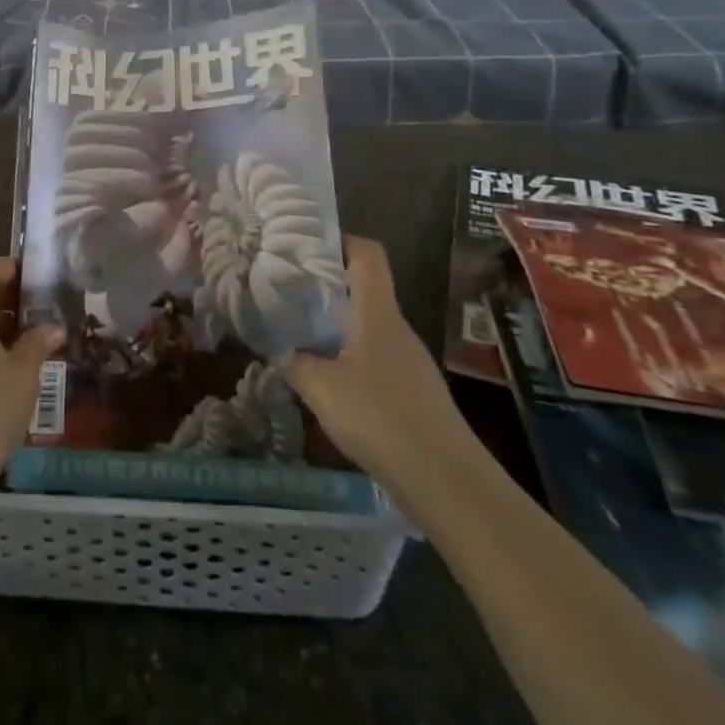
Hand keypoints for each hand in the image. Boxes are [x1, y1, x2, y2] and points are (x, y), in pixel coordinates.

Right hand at [282, 236, 478, 505]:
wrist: (447, 483)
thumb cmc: (380, 418)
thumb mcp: (320, 387)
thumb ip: (293, 361)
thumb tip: (277, 347)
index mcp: (377, 313)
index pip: (367, 254)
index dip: (339, 241)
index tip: (303, 246)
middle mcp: (397, 328)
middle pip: (364, 289)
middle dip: (325, 286)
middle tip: (285, 291)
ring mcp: (409, 361)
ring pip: (367, 326)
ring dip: (335, 325)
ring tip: (298, 334)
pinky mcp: (414, 392)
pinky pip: (375, 357)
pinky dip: (349, 357)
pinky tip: (327, 382)